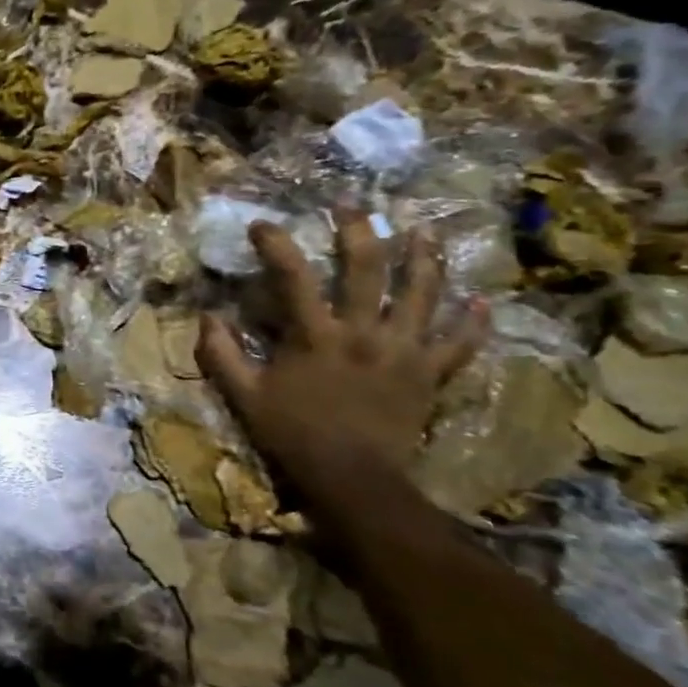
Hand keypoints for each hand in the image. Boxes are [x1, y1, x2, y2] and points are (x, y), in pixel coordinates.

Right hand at [196, 209, 487, 488]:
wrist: (353, 479)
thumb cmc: (293, 434)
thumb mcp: (243, 396)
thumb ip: (221, 354)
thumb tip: (207, 315)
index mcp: (316, 336)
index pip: (293, 275)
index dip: (276, 244)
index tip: (262, 225)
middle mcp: (364, 332)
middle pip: (367, 268)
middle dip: (359, 230)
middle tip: (352, 207)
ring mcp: (404, 351)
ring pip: (422, 293)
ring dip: (424, 259)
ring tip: (424, 232)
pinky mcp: (430, 374)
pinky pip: (459, 343)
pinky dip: (472, 322)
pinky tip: (480, 301)